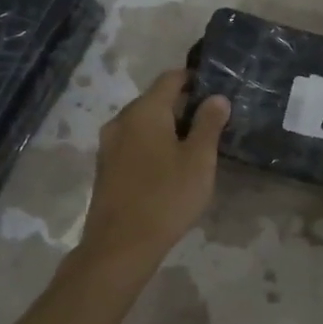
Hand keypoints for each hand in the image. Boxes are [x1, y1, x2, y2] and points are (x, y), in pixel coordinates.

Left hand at [79, 70, 229, 263]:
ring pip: (143, 123)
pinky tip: (169, 166)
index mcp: (144, 111)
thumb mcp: (199, 160)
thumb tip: (217, 97)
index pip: (171, 78)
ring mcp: (109, 145)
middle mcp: (121, 120)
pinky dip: (152, 145)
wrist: (120, 245)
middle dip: (182, 106)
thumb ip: (209, 124)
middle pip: (155, 100)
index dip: (194, 79)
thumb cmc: (166, 197)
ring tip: (194, 146)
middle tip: (211, 122)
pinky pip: (133, 143)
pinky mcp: (106, 168)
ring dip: (167, 128)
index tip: (216, 90)